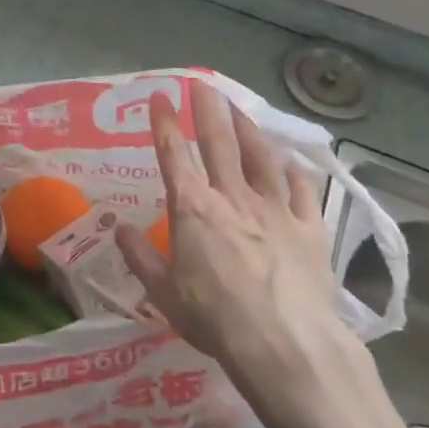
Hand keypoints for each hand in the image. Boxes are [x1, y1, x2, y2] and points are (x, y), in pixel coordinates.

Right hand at [115, 83, 355, 427]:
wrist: (285, 343)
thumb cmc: (215, 318)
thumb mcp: (163, 292)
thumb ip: (139, 256)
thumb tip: (118, 228)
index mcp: (193, 209)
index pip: (175, 155)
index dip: (165, 123)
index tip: (160, 96)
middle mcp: (233, 197)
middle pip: (219, 143)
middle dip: (208, 110)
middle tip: (203, 84)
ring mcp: (276, 210)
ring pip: (261, 157)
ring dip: (249, 129)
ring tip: (241, 109)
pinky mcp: (310, 229)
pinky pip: (303, 190)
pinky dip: (295, 171)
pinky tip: (291, 161)